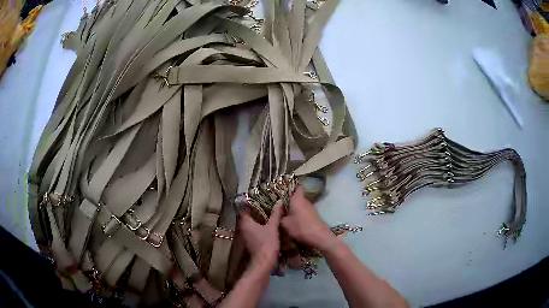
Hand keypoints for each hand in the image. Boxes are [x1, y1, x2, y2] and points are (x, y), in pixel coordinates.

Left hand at [238, 201, 284, 269]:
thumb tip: (279, 201)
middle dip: (256, 210)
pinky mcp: (251, 242)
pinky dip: (260, 227)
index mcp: (245, 222)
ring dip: (259, 219)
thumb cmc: (266, 243)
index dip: (250, 202)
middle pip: (248, 216)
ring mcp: (246, 236)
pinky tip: (270, 225)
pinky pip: (254, 230)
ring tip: (270, 212)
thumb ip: (275, 214)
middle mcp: (243, 228)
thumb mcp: (272, 227)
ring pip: (251, 224)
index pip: (243, 208)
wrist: (264, 263)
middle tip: (267, 203)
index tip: (260, 197)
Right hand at [281, 185, 337, 252]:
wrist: (319, 237)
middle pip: (297, 198)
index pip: (297, 187)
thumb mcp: (285, 223)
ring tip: (284, 216)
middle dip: (289, 201)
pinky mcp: (314, 217)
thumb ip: (280, 216)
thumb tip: (279, 213)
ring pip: (300, 206)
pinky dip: (299, 216)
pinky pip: (304, 213)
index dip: (291, 187)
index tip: (283, 189)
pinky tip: (293, 223)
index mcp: (298, 199)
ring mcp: (311, 209)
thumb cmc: (300, 227)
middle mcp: (305, 202)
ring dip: (294, 210)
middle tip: (279, 206)